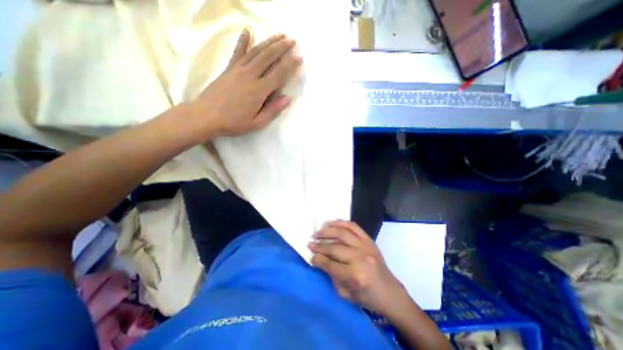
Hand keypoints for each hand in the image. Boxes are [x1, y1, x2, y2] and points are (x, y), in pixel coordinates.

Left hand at [194, 29, 302, 137]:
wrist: (206, 116)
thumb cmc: (234, 122)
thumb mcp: (256, 123)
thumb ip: (272, 110)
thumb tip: (287, 98)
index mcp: (259, 91)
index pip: (278, 74)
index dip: (290, 65)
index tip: (299, 57)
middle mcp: (250, 76)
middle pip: (268, 57)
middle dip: (282, 48)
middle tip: (292, 41)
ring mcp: (238, 70)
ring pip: (256, 51)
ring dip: (269, 42)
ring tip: (279, 35)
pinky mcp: (229, 68)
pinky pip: (238, 52)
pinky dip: (243, 40)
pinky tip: (248, 31)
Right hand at [309, 220, 406, 312]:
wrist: (389, 291)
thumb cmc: (367, 297)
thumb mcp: (345, 294)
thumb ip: (331, 275)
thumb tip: (319, 259)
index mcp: (354, 276)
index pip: (330, 264)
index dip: (317, 258)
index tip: (310, 254)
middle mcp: (360, 258)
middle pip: (334, 247)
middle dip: (319, 245)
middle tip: (310, 243)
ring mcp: (366, 246)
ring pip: (342, 233)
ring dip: (328, 230)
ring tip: (318, 232)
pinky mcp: (369, 240)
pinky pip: (353, 226)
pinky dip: (341, 222)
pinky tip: (332, 223)